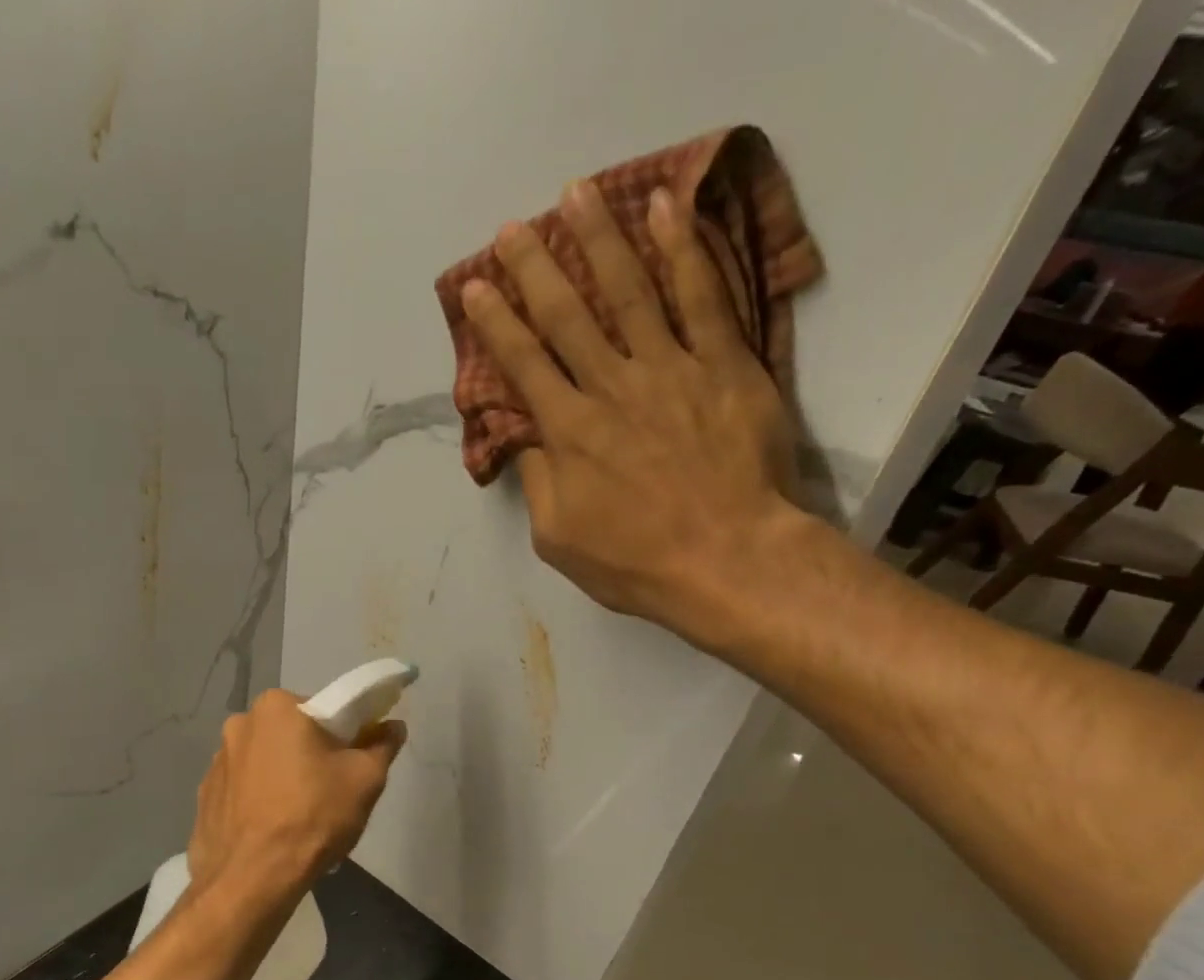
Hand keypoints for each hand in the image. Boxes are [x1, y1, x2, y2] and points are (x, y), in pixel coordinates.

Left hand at [186, 690, 405, 899]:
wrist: (252, 879)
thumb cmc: (313, 816)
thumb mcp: (365, 779)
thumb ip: (382, 745)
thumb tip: (392, 726)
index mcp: (276, 707)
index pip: (323, 710)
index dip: (345, 735)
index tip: (353, 762)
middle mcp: (239, 724)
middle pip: (291, 735)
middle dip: (310, 756)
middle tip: (331, 792)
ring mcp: (216, 762)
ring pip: (265, 762)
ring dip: (282, 778)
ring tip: (299, 818)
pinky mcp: (205, 797)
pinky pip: (243, 790)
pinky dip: (259, 801)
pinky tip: (273, 831)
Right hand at [460, 181, 813, 649]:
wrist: (727, 558)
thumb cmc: (634, 561)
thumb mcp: (558, 539)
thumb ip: (538, 483)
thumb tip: (526, 440)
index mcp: (569, 433)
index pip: (523, 365)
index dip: (496, 323)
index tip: (477, 287)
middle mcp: (612, 387)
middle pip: (567, 315)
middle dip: (535, 267)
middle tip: (515, 227)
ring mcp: (671, 369)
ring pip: (629, 290)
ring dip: (600, 238)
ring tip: (577, 194)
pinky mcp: (724, 364)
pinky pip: (702, 296)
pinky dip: (683, 248)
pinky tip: (666, 207)